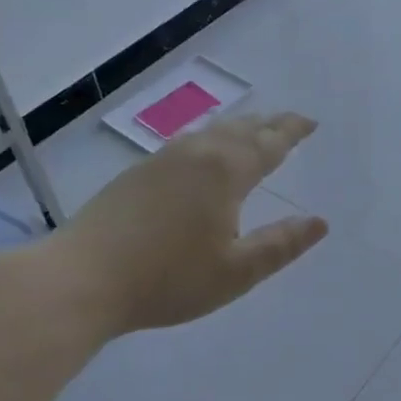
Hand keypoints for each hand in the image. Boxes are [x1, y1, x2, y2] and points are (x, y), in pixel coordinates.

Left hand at [33, 112, 329, 336]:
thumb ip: (281, 245)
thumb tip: (319, 222)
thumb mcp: (236, 271)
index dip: (292, 132)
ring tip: (252, 129)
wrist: (81, 278)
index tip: (310, 123)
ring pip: (210, 131)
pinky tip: (201, 150)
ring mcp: (162, 160)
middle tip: (288, 122)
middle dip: (268, 124)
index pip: (269, 143)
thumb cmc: (168, 278)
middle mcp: (196, 154)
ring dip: (238, 127)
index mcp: (225, 172)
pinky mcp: (137, 173)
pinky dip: (209, 138)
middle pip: (240, 129)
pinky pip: (187, 141)